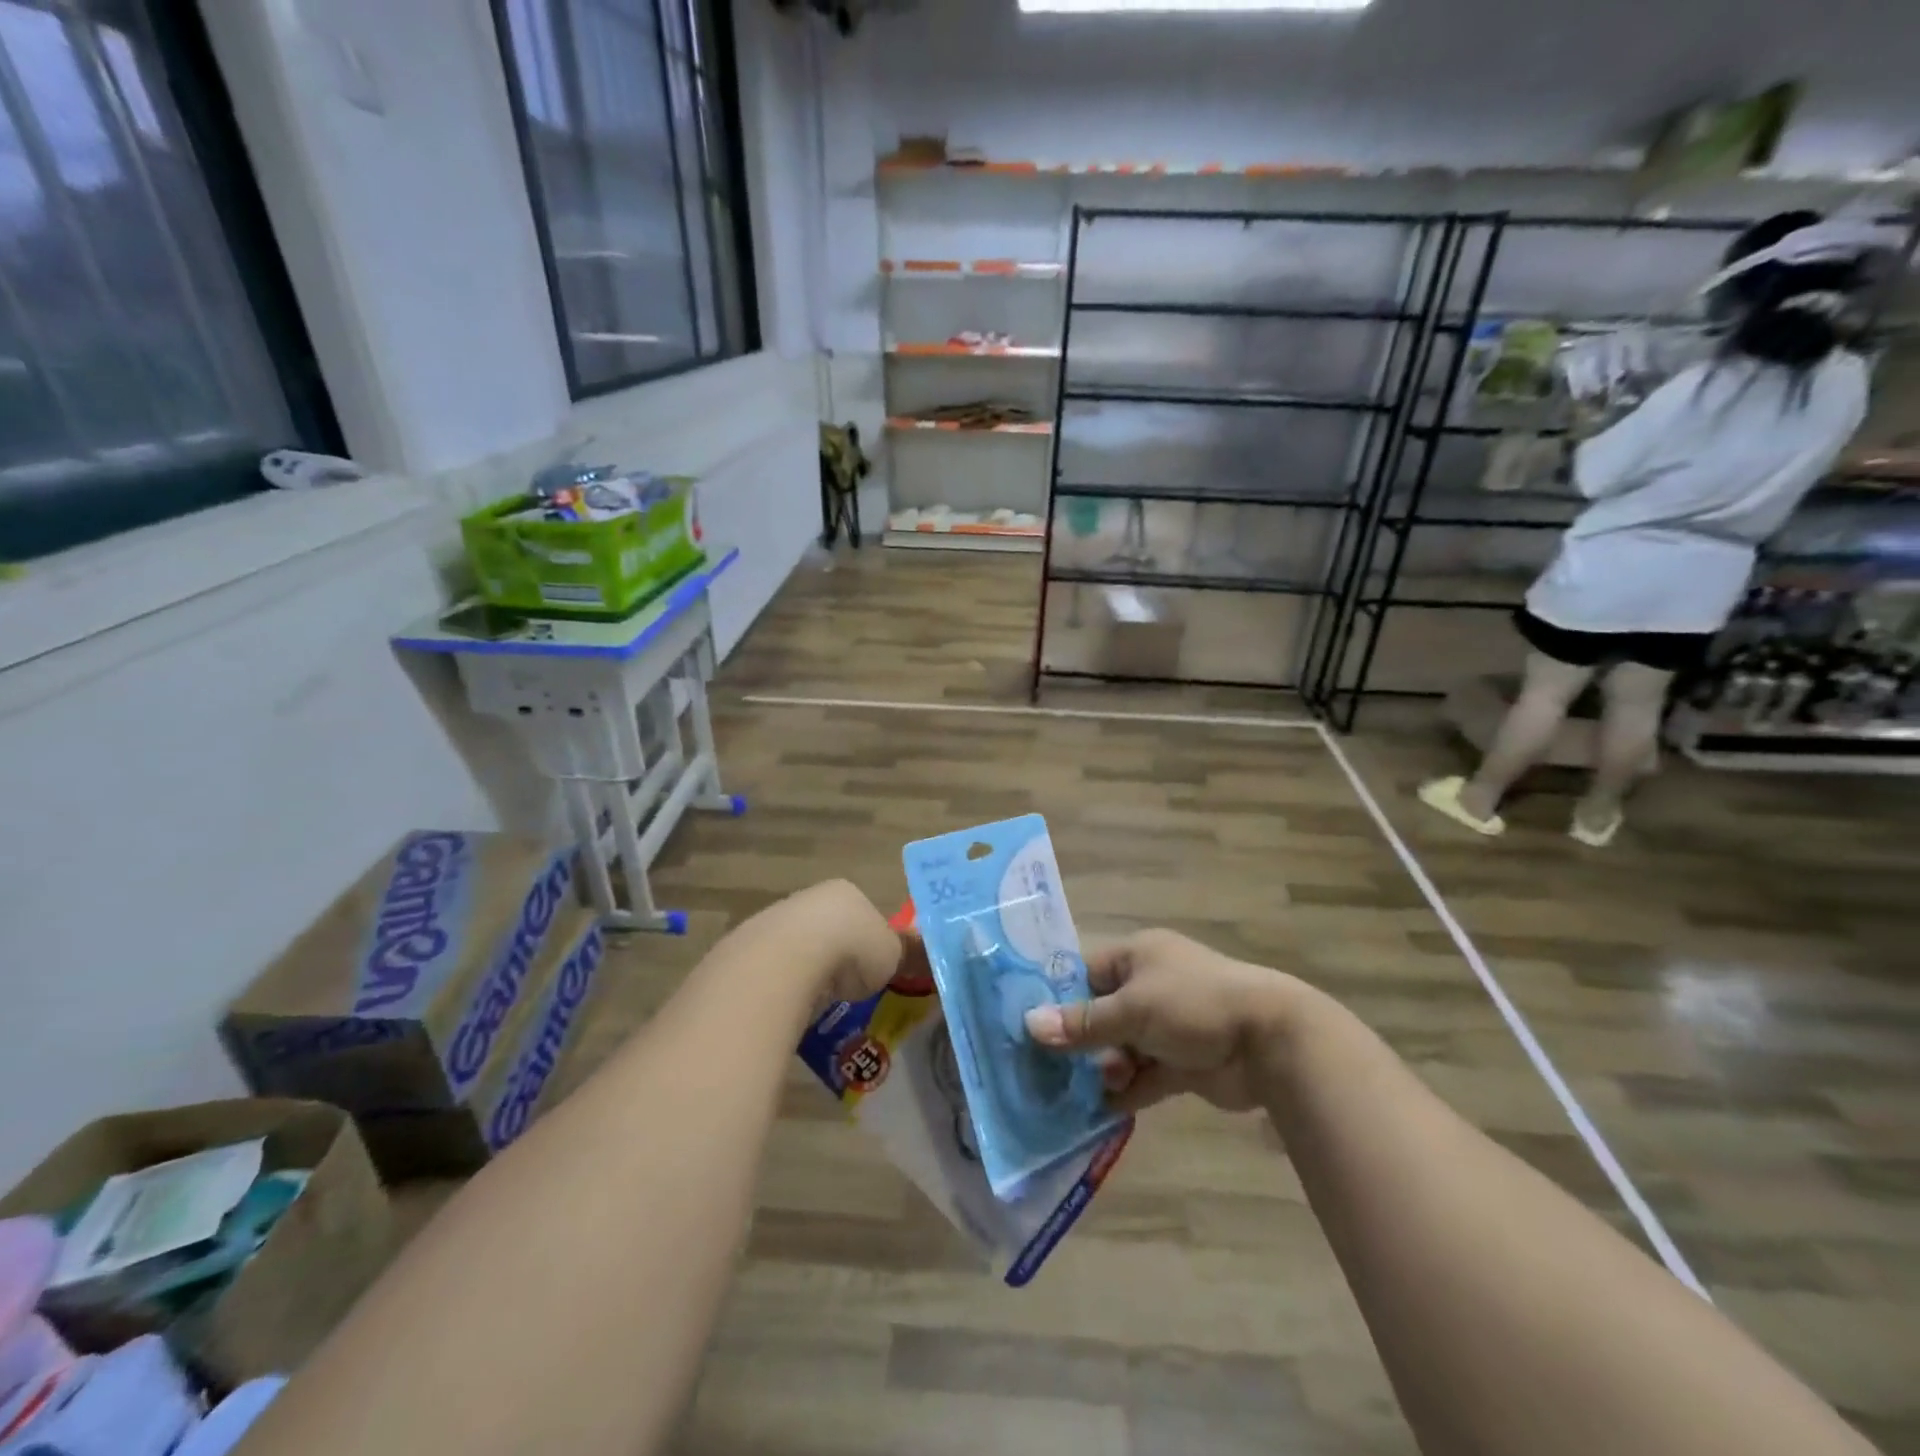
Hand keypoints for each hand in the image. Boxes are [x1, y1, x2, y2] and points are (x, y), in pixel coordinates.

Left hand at [763, 880, 920, 1013]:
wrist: (790, 959)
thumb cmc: (852, 950)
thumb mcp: (893, 955)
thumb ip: (900, 953)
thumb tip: (909, 955)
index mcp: (848, 893)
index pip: (863, 914)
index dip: (870, 943)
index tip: (872, 969)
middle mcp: (811, 897)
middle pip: (829, 928)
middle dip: (837, 956)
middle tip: (846, 987)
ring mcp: (777, 919)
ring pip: (800, 947)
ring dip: (809, 971)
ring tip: (819, 1002)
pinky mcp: (750, 946)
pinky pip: (776, 968)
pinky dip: (785, 985)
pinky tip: (792, 1004)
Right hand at [1023, 929, 1300, 1112]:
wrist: (1269, 1042)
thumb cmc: (1193, 1005)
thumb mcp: (1132, 1009)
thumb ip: (1082, 1023)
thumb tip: (1029, 1025)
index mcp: (1138, 956)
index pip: (1085, 973)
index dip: (1058, 998)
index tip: (1031, 1028)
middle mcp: (1150, 986)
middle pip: (1100, 1014)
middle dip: (1081, 1043)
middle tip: (1055, 1069)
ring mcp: (1168, 1026)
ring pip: (1121, 1049)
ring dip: (1106, 1070)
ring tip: (1095, 1090)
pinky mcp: (1183, 1063)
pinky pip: (1144, 1076)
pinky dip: (1127, 1092)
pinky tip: (1102, 1111)